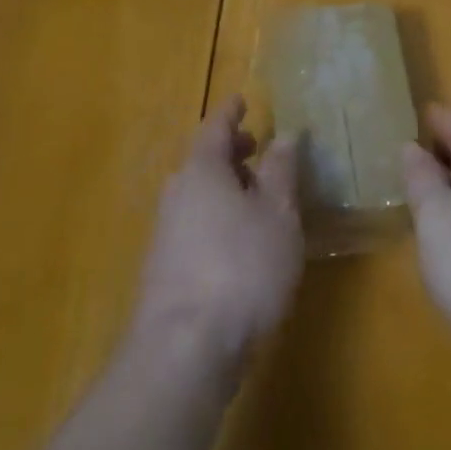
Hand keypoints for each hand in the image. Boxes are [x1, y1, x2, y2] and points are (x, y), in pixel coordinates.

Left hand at [131, 96, 302, 366]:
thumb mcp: (278, 214)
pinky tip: (240, 242)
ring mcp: (165, 233)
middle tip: (257, 148)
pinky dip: (217, 218)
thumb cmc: (241, 267)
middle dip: (231, 152)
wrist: (184, 349)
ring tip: (257, 197)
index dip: (231, 112)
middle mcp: (177, 193)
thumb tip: (285, 134)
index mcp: (201, 170)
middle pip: (203, 161)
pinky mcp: (165, 270)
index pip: (215, 127)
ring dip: (226, 188)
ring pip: (198, 195)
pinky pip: (195, 224)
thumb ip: (281, 170)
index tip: (243, 100)